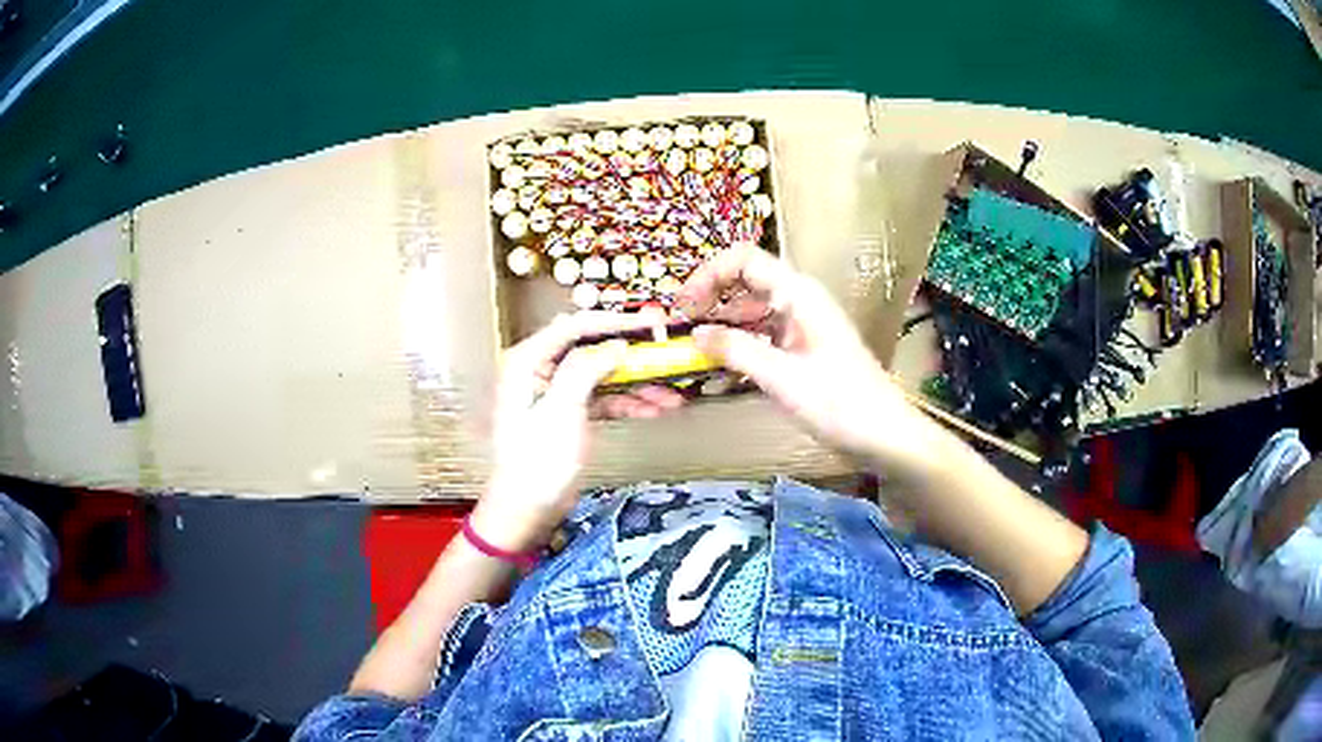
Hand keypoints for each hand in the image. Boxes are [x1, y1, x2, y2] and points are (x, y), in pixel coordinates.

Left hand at [471, 311, 684, 551]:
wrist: (526, 511)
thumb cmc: (537, 461)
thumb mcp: (561, 411)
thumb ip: (586, 370)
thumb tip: (616, 343)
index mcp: (528, 361)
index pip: (575, 326)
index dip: (615, 321)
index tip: (652, 323)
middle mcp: (540, 369)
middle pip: (592, 349)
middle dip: (631, 356)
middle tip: (668, 356)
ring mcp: (555, 392)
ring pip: (602, 376)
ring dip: (636, 384)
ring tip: (671, 395)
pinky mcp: (567, 413)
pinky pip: (601, 398)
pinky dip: (626, 403)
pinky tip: (655, 410)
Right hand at [678, 246, 946, 472]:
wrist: (885, 436)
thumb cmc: (841, 404)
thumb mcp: (782, 378)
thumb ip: (736, 350)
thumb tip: (695, 333)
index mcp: (798, 294)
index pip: (743, 259)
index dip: (708, 275)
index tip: (683, 308)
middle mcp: (798, 301)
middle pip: (744, 283)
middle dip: (709, 301)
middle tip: (681, 334)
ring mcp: (801, 325)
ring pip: (750, 312)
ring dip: (721, 327)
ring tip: (693, 356)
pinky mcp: (802, 350)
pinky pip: (762, 337)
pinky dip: (739, 348)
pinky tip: (719, 372)